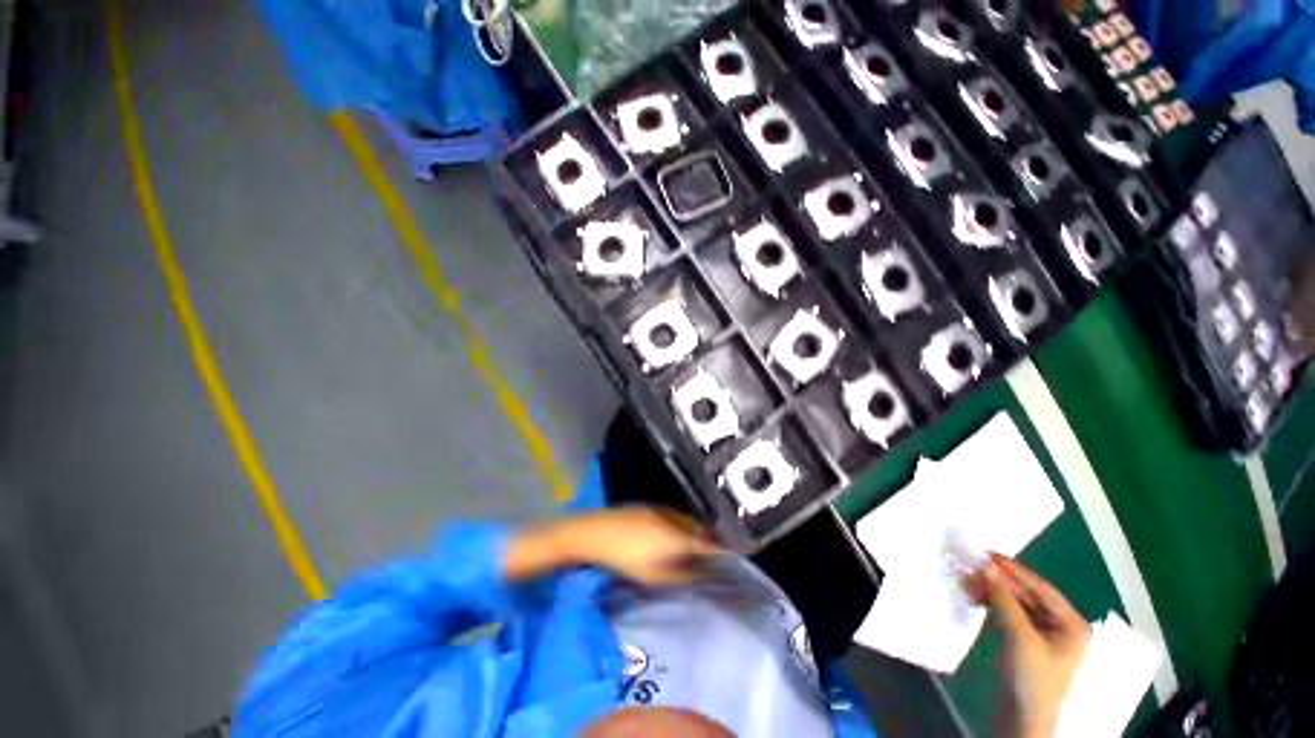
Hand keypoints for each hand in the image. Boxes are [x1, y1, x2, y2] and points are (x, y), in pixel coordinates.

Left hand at [506, 507, 718, 585]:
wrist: (596, 532)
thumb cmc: (624, 558)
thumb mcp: (654, 576)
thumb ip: (681, 576)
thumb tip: (700, 574)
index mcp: (678, 536)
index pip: (709, 543)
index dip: (724, 550)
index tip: (735, 557)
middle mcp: (675, 518)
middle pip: (701, 529)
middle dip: (711, 540)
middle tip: (717, 554)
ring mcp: (663, 510)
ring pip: (688, 521)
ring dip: (697, 532)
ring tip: (699, 546)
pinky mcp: (651, 507)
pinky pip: (676, 516)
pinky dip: (682, 526)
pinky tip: (676, 535)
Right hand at [967, 554, 1089, 737]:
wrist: (1022, 719)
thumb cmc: (1032, 678)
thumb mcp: (1020, 637)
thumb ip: (1004, 600)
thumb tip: (985, 565)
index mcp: (1071, 624)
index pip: (1041, 588)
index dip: (1014, 570)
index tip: (986, 553)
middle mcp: (1060, 625)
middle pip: (1027, 594)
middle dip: (999, 581)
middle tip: (971, 564)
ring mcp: (1043, 634)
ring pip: (1015, 603)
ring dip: (992, 591)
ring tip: (967, 580)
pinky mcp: (1026, 642)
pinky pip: (1009, 614)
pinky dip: (992, 604)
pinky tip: (974, 596)